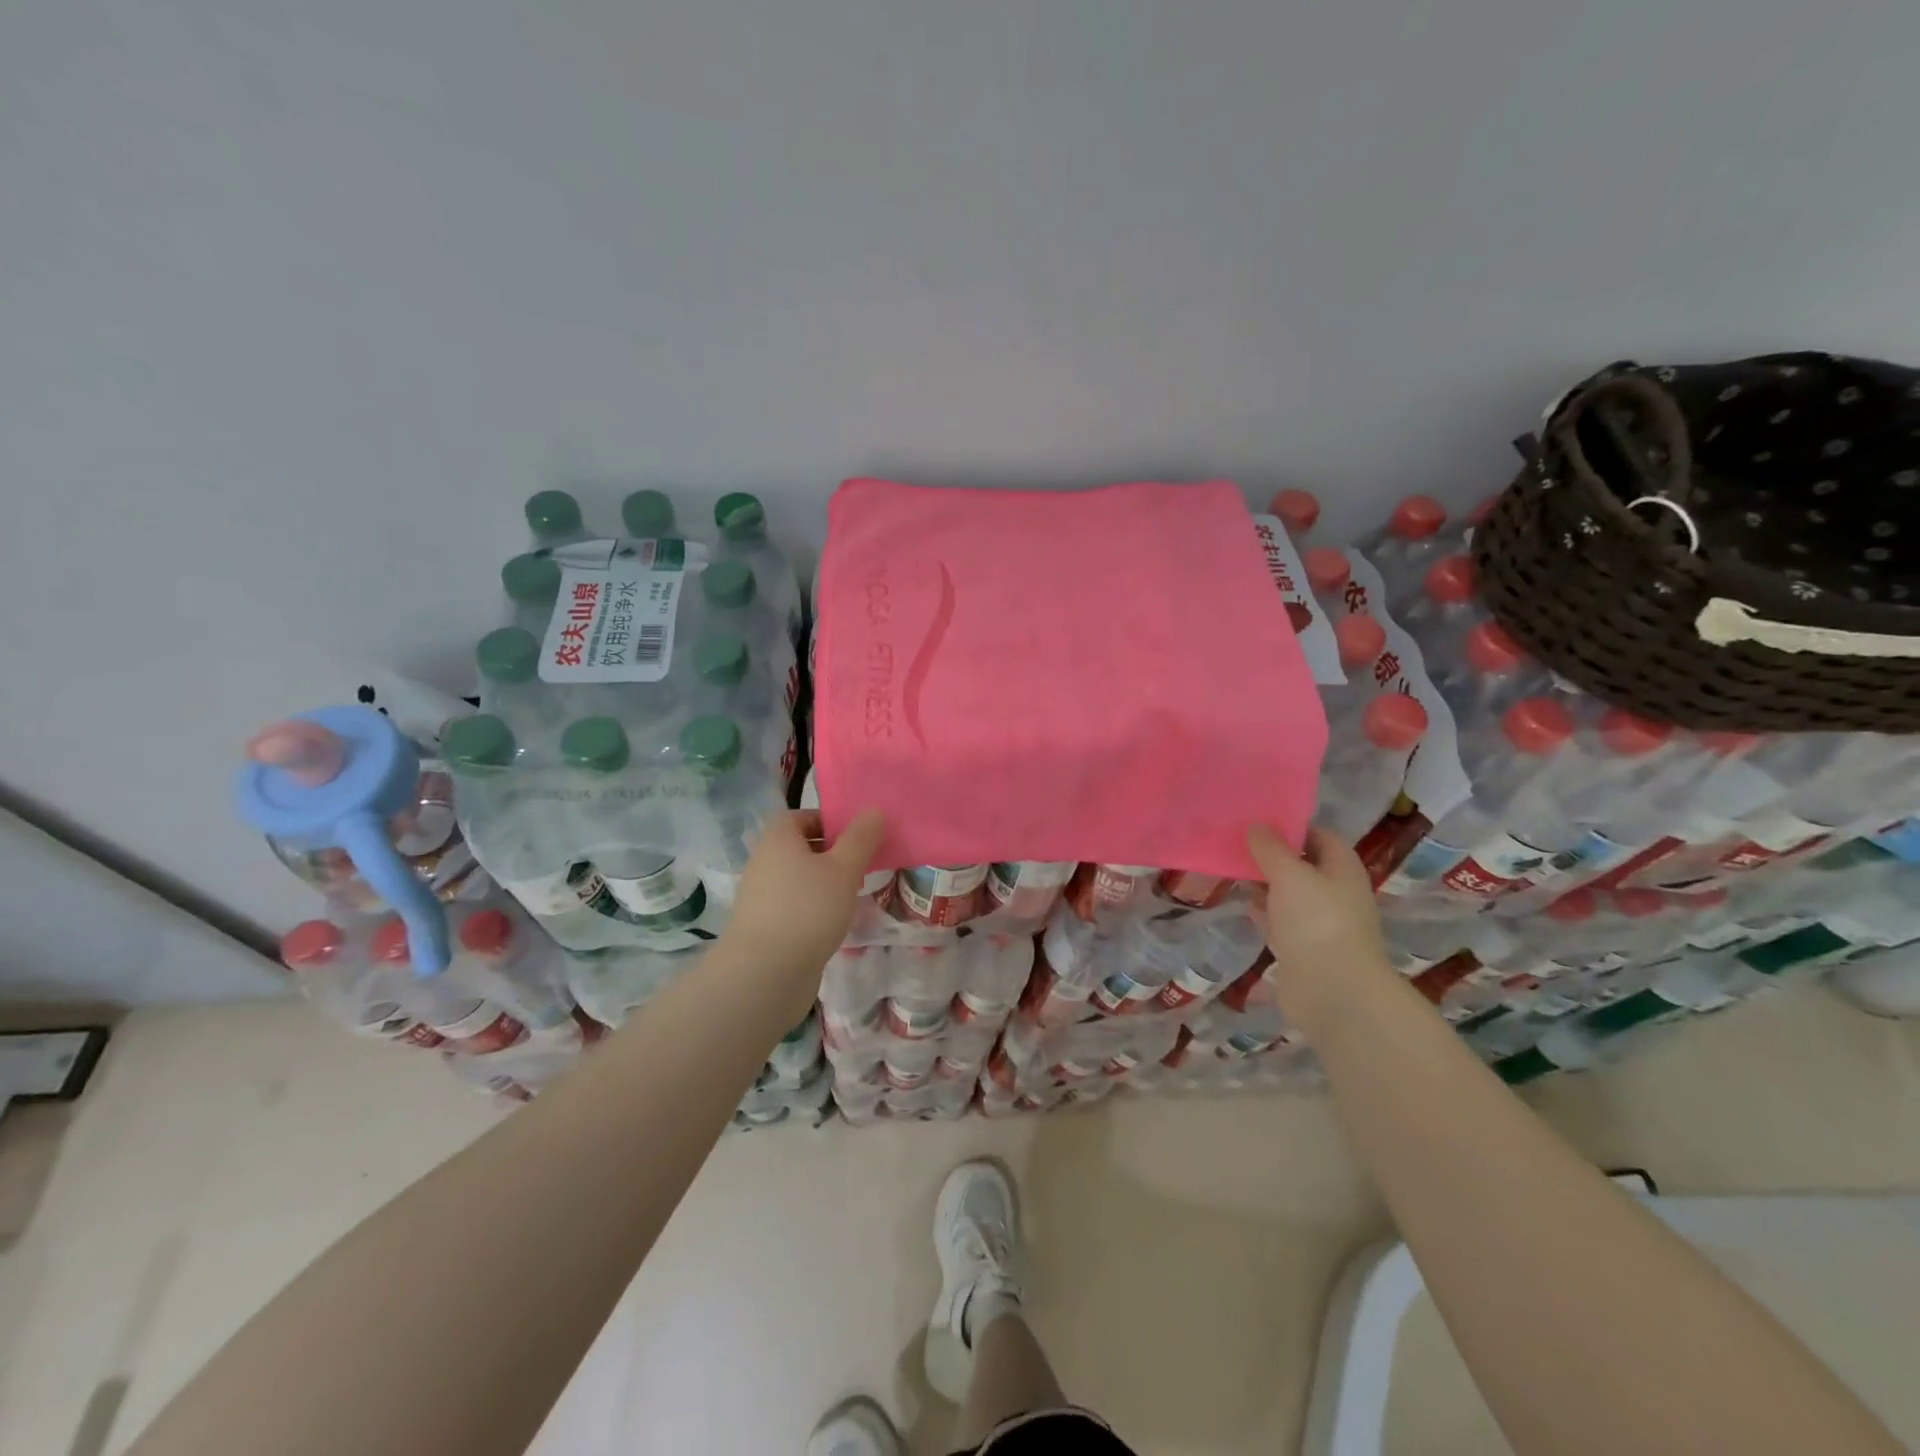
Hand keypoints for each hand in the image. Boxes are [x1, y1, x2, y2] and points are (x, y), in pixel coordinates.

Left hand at [722, 808, 886, 1021]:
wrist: (765, 975)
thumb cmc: (808, 910)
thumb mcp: (844, 869)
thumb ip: (861, 839)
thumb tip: (873, 810)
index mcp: (777, 840)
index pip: (799, 816)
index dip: (828, 821)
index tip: (856, 836)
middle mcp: (764, 863)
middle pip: (800, 848)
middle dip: (832, 853)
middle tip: (863, 864)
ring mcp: (761, 897)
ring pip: (799, 879)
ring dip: (825, 883)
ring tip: (854, 895)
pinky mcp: (764, 927)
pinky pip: (794, 906)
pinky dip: (814, 909)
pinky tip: (835, 924)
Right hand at [1246, 824, 1399, 1040]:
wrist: (1334, 994)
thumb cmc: (1317, 923)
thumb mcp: (1290, 875)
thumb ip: (1270, 848)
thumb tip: (1255, 826)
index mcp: (1342, 869)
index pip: (1320, 836)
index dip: (1292, 827)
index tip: (1257, 821)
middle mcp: (1334, 893)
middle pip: (1302, 865)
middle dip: (1271, 855)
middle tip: (1235, 843)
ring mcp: (1319, 923)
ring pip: (1288, 894)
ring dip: (1263, 884)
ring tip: (1230, 868)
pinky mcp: (1302, 949)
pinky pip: (1280, 921)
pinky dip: (1262, 912)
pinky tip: (1242, 904)